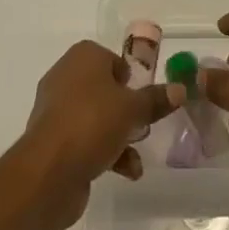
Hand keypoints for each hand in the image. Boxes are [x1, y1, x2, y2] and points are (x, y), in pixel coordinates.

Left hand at [16, 41, 182, 229]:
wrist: (48, 172)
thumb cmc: (92, 123)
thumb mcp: (132, 109)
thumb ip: (155, 99)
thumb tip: (180, 89)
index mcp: (82, 57)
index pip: (111, 58)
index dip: (130, 76)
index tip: (144, 95)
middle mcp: (66, 77)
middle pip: (104, 89)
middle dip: (126, 109)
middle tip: (144, 124)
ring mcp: (56, 111)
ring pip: (95, 116)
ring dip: (119, 134)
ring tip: (137, 152)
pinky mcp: (52, 141)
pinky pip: (84, 139)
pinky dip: (105, 152)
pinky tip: (127, 171)